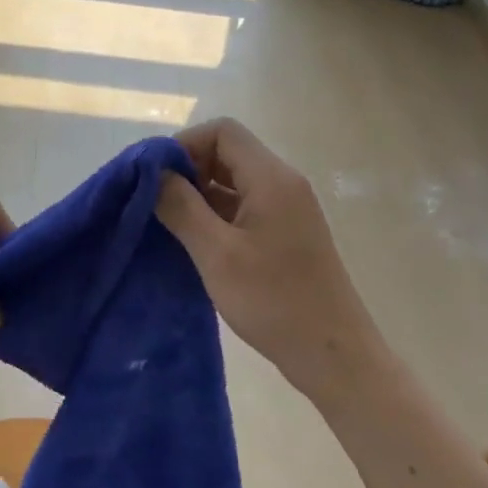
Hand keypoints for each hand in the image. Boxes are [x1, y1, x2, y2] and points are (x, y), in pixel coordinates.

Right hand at [156, 118, 370, 400]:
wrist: (334, 356)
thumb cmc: (274, 301)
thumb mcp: (217, 253)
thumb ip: (181, 207)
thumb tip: (153, 174)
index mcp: (271, 178)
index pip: (222, 131)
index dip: (184, 145)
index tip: (156, 177)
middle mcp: (282, 183)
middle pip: (227, 152)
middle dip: (188, 169)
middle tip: (156, 202)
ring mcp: (287, 209)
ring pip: (234, 181)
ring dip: (199, 194)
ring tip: (168, 223)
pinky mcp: (285, 233)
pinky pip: (243, 206)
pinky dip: (216, 214)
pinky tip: (194, 241)